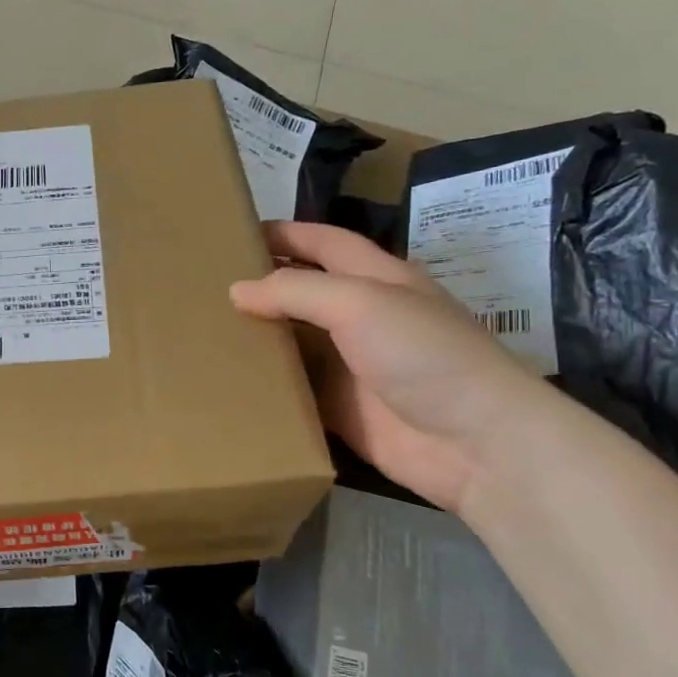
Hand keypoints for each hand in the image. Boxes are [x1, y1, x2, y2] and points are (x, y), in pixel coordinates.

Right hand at [231, 222, 549, 512]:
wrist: (475, 444)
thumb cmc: (424, 354)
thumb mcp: (361, 303)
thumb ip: (296, 291)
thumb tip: (237, 290)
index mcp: (376, 279)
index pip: (322, 243)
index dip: (284, 233)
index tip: (233, 232)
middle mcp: (361, 317)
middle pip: (303, 292)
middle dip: (260, 284)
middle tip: (203, 284)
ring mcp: (351, 366)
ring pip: (293, 343)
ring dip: (256, 337)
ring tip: (202, 330)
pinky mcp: (340, 410)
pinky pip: (293, 391)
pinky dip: (263, 385)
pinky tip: (224, 379)